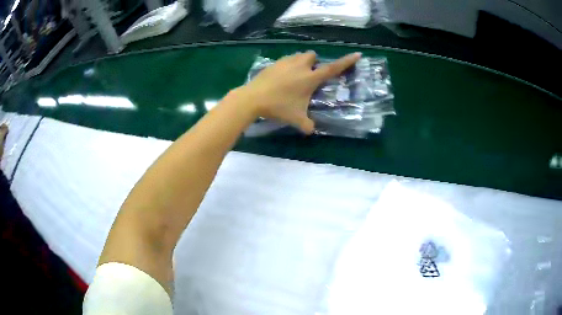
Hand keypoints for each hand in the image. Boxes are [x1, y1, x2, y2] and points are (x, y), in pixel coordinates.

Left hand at [240, 51, 361, 133]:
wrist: (253, 98)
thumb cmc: (278, 107)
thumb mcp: (296, 119)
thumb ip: (307, 125)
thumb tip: (312, 131)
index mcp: (310, 78)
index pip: (333, 68)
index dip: (346, 61)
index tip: (357, 54)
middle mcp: (300, 66)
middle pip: (313, 56)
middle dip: (314, 63)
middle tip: (308, 77)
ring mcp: (286, 62)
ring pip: (299, 56)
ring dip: (302, 62)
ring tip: (295, 77)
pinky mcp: (274, 63)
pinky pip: (287, 60)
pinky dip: (289, 65)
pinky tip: (281, 78)